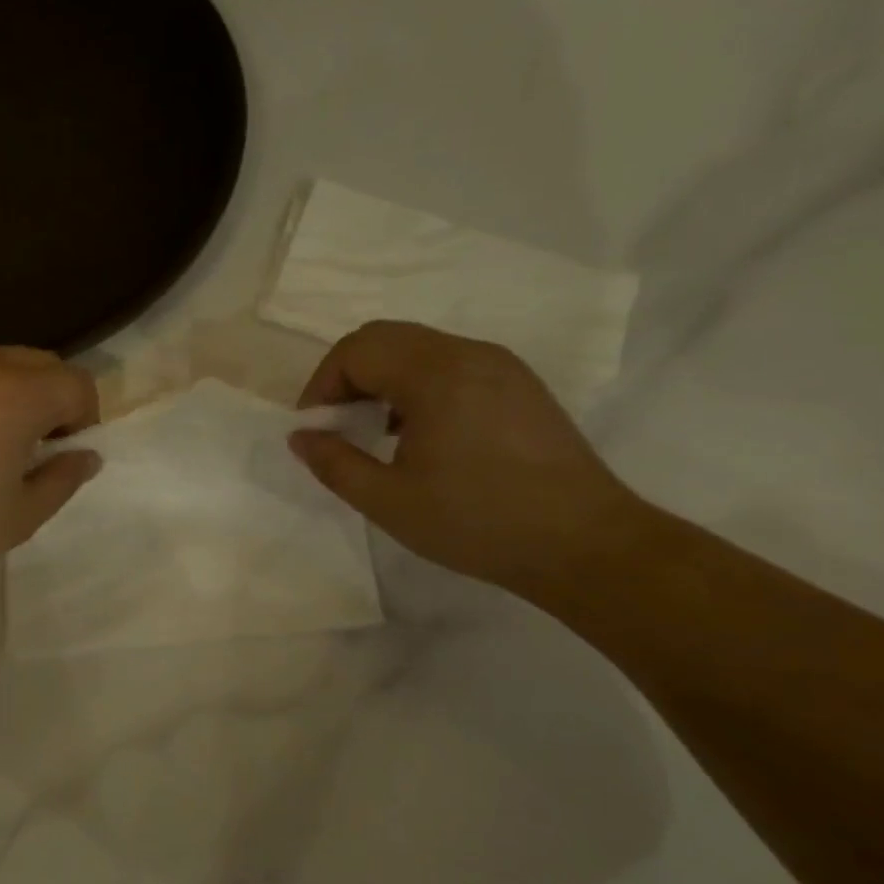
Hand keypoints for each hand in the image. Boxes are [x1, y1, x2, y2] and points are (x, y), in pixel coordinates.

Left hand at [0, 346, 100, 585]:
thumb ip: (63, 481)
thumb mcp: (19, 519)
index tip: (58, 453)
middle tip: (24, 448)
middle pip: (40, 362)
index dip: (83, 418)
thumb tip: (86, 455)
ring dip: (5, 393)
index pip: (78, 383)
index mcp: (15, 396)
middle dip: (49, 399)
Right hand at [290, 322, 645, 593]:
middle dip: (348, 377)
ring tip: (375, 432)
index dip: (322, 384)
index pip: (357, 349)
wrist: (582, 544)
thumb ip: (334, 463)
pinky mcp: (519, 384)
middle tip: (338, 426)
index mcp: (435, 374)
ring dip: (383, 380)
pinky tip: (420, 434)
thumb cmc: (477, 523)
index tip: (316, 429)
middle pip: (386, 338)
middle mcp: (469, 354)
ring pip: (419, 348)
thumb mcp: (388, 501)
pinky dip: (418, 385)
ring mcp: (500, 365)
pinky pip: (451, 364)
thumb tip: (300, 436)